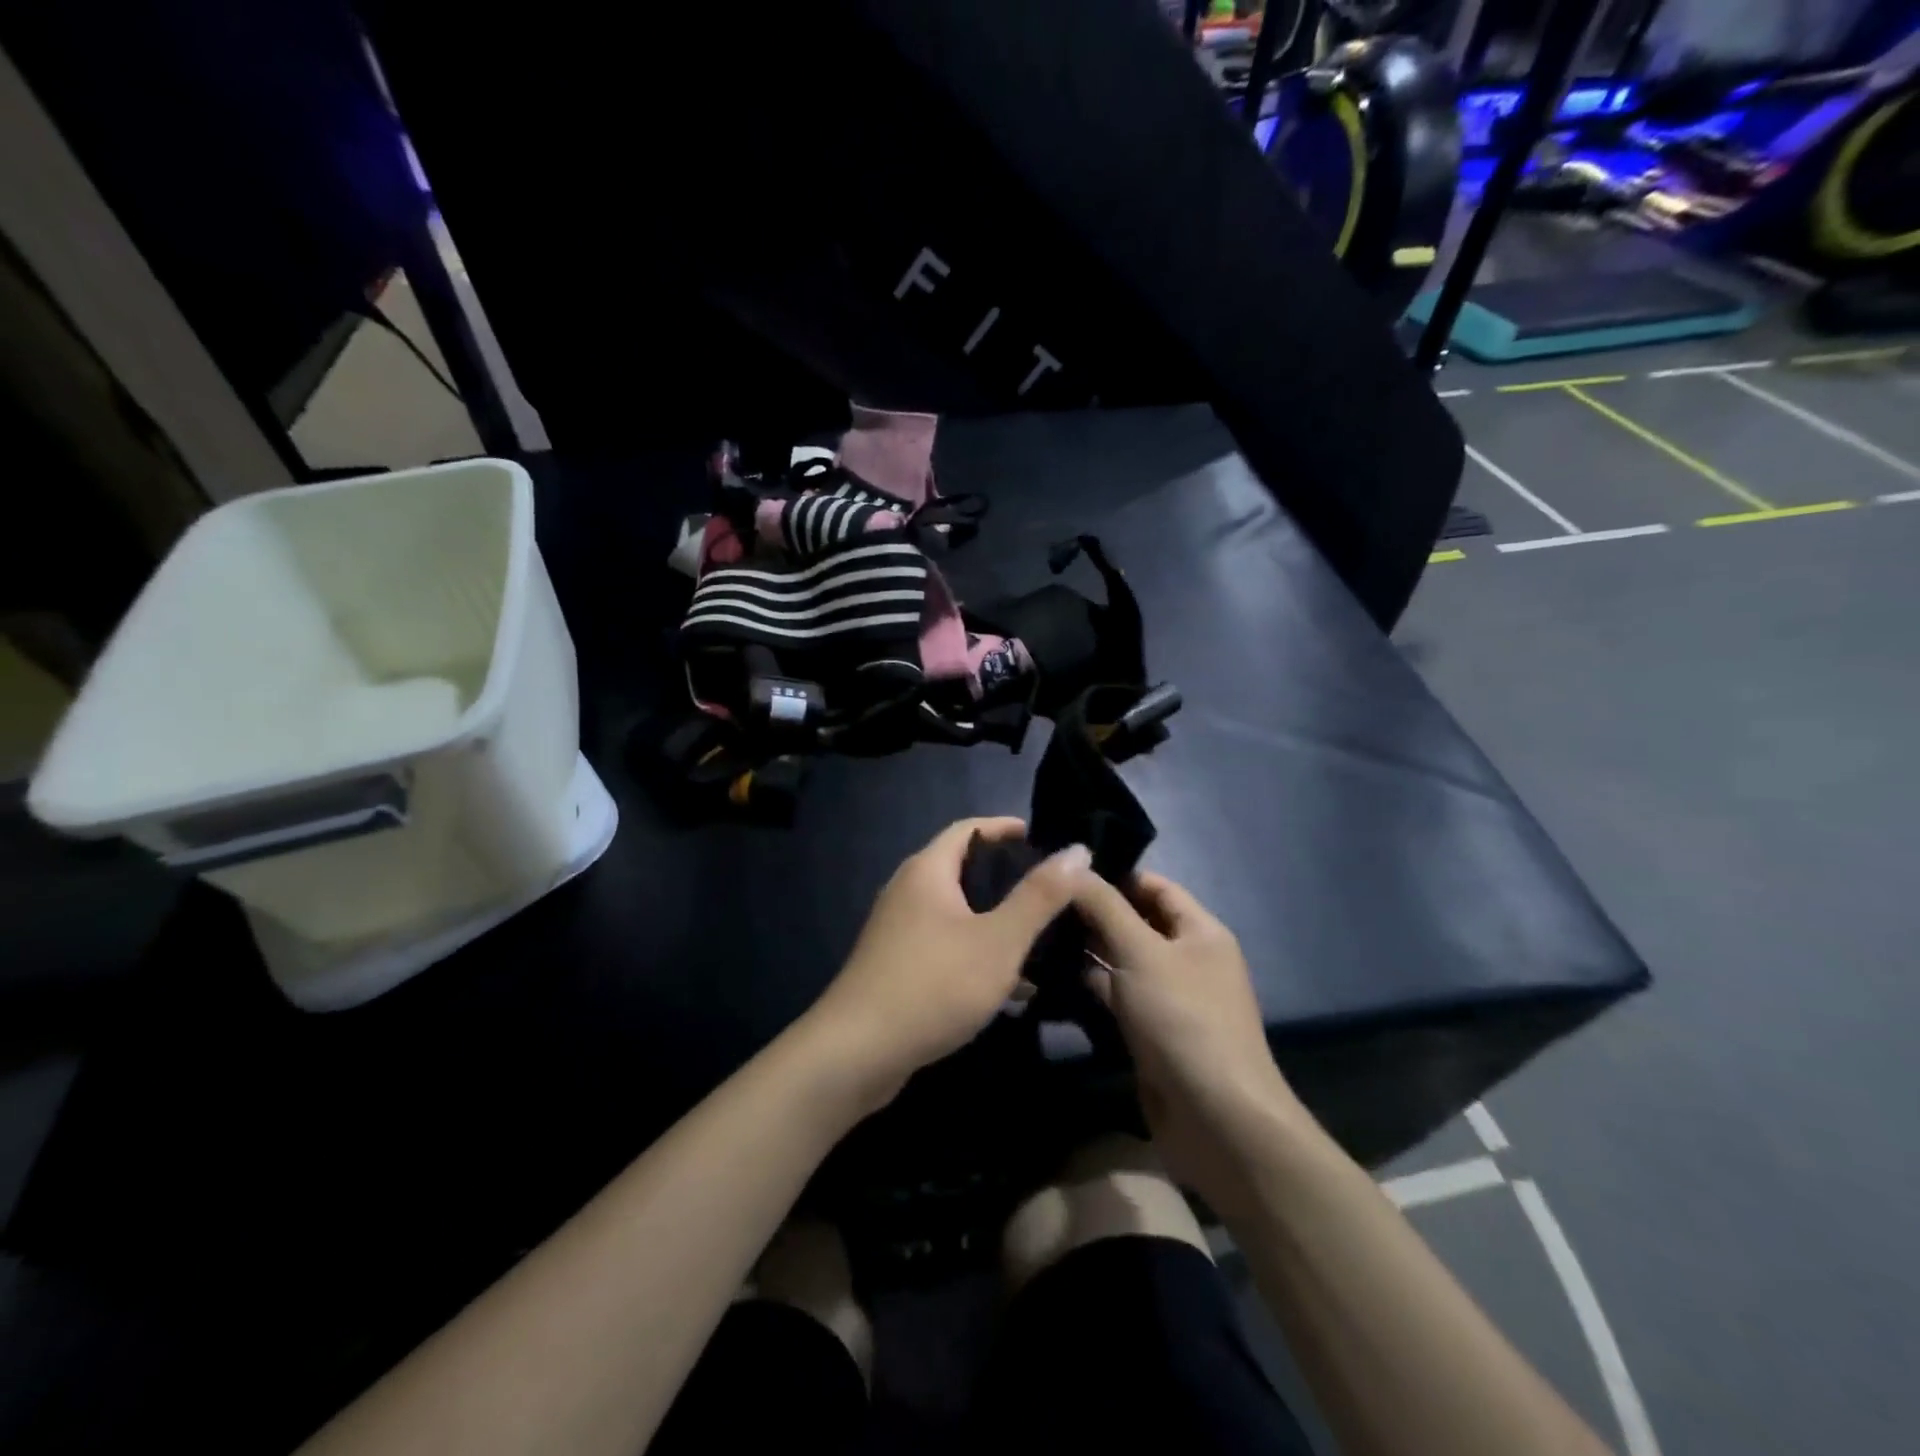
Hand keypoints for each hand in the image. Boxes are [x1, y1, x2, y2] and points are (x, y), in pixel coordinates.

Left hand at [808, 818, 1090, 1109]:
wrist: (857, 1053)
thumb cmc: (934, 984)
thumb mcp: (999, 940)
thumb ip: (1040, 896)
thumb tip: (1078, 850)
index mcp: (927, 871)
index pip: (969, 830)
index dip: (1005, 828)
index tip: (1040, 837)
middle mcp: (908, 891)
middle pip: (962, 869)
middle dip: (1006, 878)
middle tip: (1049, 890)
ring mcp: (899, 930)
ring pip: (957, 913)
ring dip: (996, 921)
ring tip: (1040, 937)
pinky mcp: (898, 966)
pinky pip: (947, 945)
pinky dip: (978, 953)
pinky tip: (1011, 985)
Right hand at [1071, 872, 1302, 1216]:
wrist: (1216, 1118)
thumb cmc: (1182, 1019)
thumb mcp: (1141, 952)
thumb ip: (1106, 906)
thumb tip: (1075, 864)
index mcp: (1200, 931)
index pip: (1156, 887)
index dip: (1115, 875)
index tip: (1066, 871)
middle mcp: (1188, 959)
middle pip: (1137, 922)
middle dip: (1095, 912)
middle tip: (1042, 902)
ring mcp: (1170, 998)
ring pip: (1124, 960)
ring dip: (1089, 949)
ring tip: (1038, 932)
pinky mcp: (1152, 1032)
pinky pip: (1119, 996)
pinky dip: (1092, 984)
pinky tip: (1053, 974)